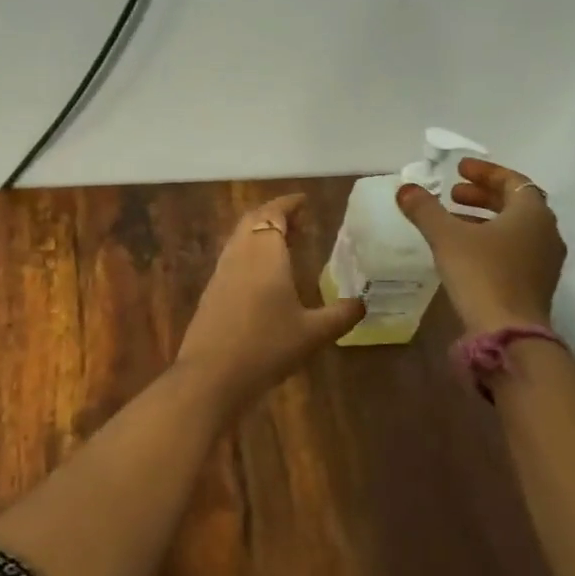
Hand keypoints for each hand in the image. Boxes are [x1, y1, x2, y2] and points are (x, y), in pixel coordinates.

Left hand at [175, 194, 365, 403]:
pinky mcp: (211, 292)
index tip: (304, 201)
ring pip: (240, 238)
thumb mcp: (313, 334)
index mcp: (265, 253)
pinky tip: (262, 276)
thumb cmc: (267, 347)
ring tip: (284, 244)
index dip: (289, 204)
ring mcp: (221, 272)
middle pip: (253, 220)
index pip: (274, 213)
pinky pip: (232, 257)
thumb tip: (364, 303)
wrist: (212, 375)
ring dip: (260, 233)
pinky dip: (249, 252)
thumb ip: (341, 315)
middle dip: (274, 214)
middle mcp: (240, 254)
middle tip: (298, 221)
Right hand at [396, 158, 565, 332]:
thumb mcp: (446, 236)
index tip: (459, 169)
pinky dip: (491, 240)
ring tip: (453, 219)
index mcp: (532, 213)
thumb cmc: (481, 274)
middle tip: (452, 194)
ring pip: (515, 228)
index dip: (485, 172)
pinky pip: (515, 249)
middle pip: (515, 203)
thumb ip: (425, 209)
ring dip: (485, 218)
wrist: (508, 332)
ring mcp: (545, 260)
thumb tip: (405, 188)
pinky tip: (465, 250)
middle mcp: (546, 232)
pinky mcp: (536, 283)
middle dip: (482, 195)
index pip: (513, 181)